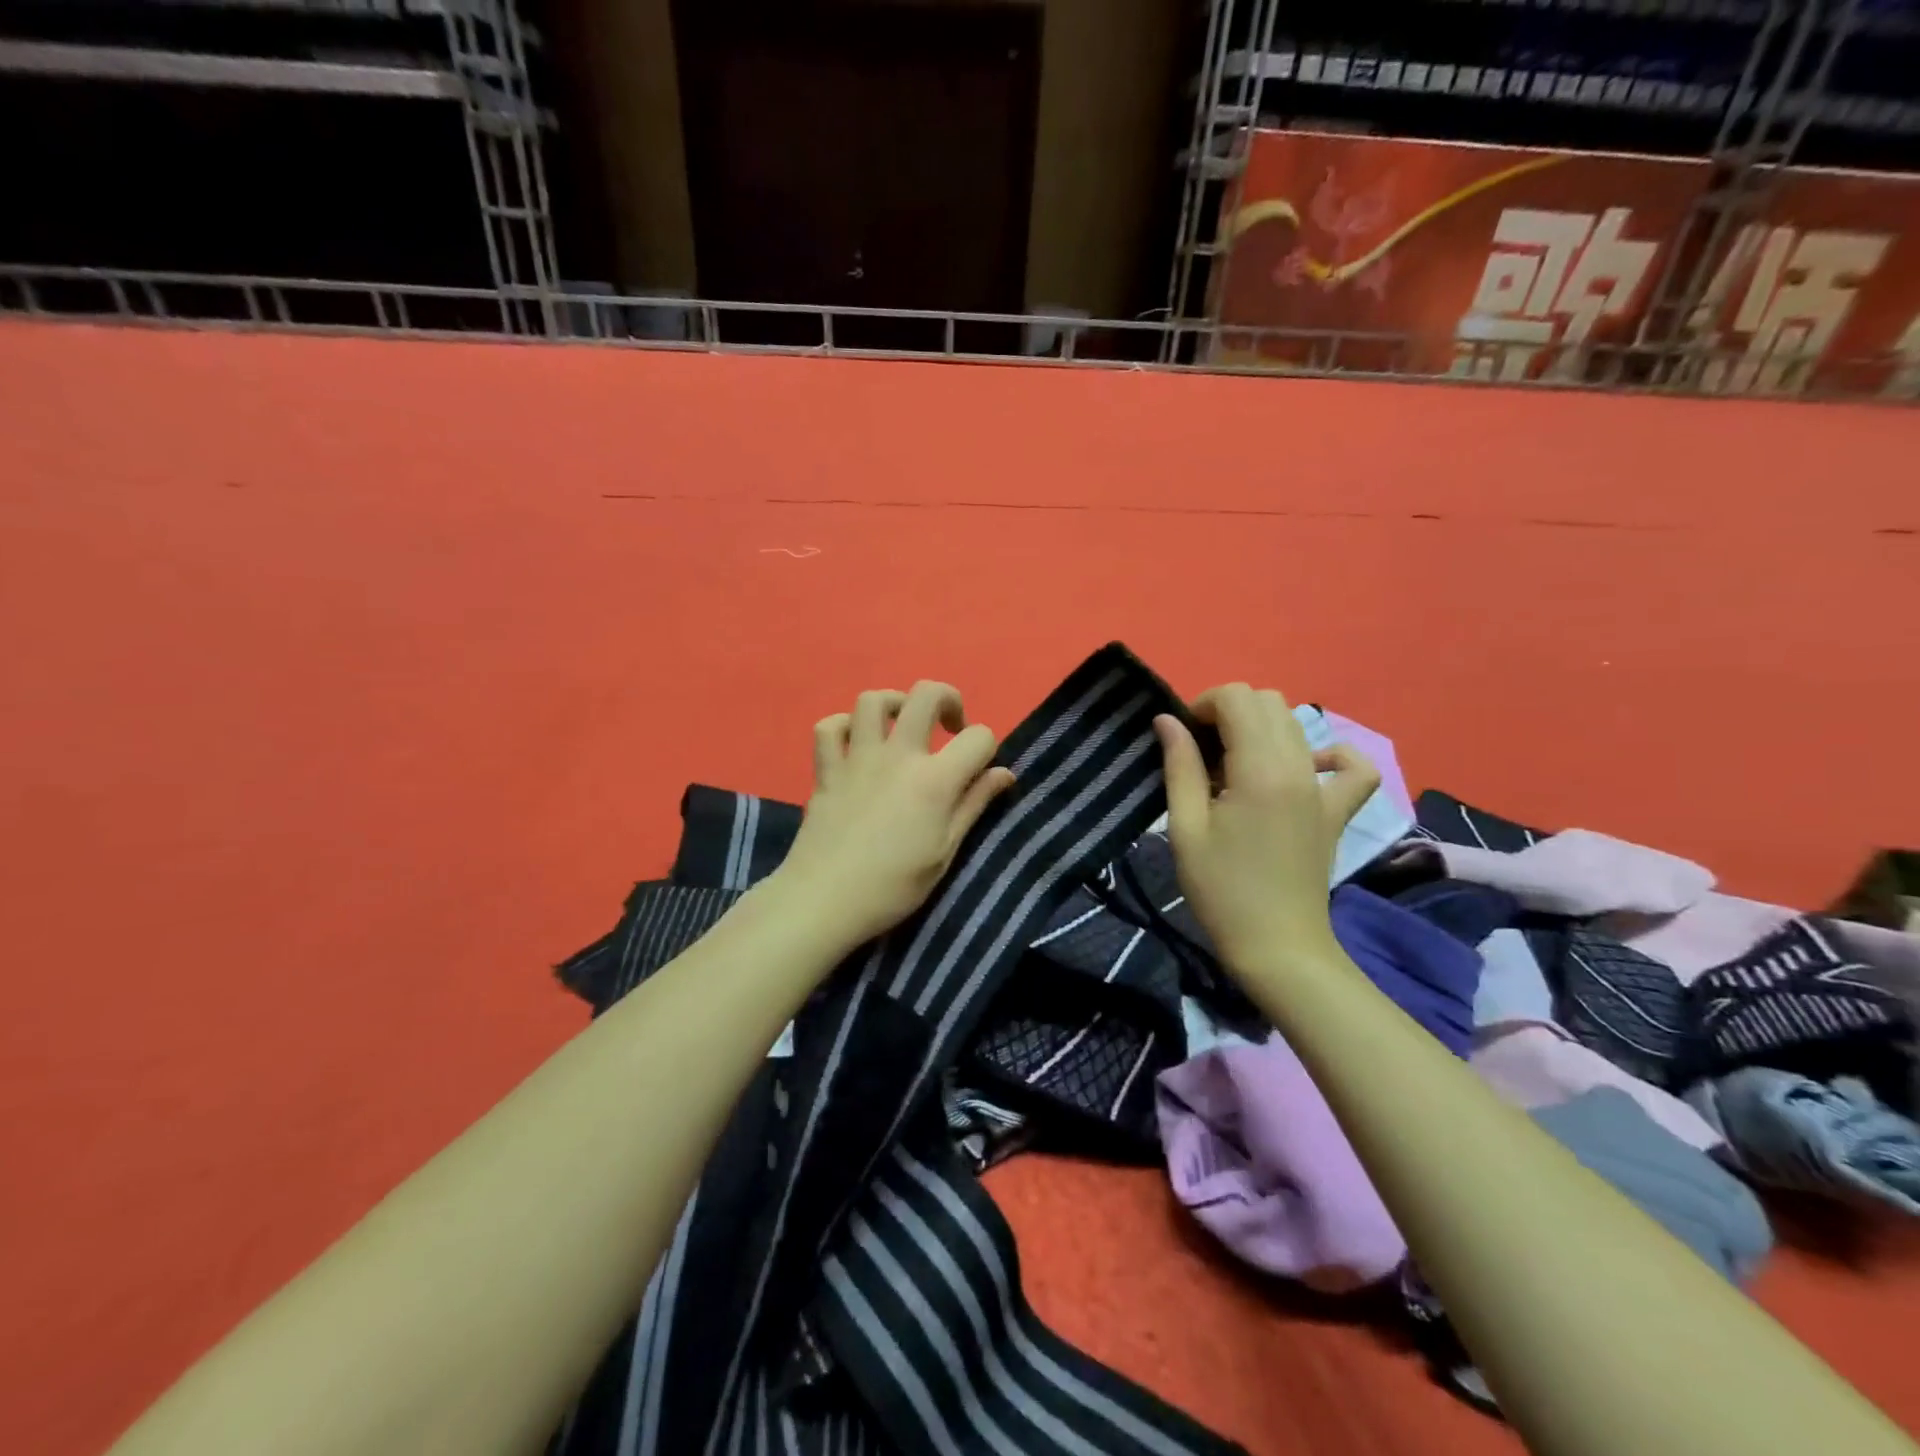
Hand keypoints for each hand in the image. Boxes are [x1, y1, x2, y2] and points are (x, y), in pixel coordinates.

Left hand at [771, 681, 1015, 947]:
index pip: (978, 737)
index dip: (988, 748)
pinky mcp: (826, 769)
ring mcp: (857, 758)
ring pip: (873, 700)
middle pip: (926, 694)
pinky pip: (829, 727)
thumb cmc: (894, 886)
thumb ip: (974, 804)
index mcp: (934, 779)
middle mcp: (898, 755)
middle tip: (949, 727)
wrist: (825, 900)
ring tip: (902, 727)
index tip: (980, 771)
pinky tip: (856, 744)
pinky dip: (844, 727)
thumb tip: (1004, 773)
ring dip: (895, 704)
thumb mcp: (945, 852)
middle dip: (947, 699)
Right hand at [1154, 684, 1379, 974]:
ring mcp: (1324, 788)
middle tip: (1201, 753)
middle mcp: (1299, 767)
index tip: (1182, 738)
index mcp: (1259, 769)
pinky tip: (1303, 767)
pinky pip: (1351, 766)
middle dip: (1227, 712)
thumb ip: (1179, 766)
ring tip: (1232, 768)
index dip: (1202, 705)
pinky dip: (1328, 754)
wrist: (1276, 945)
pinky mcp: (1337, 810)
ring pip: (1296, 724)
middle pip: (1267, 702)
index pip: (1237, 697)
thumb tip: (1167, 720)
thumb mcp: (1186, 827)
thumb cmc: (1220, 890)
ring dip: (1259, 729)